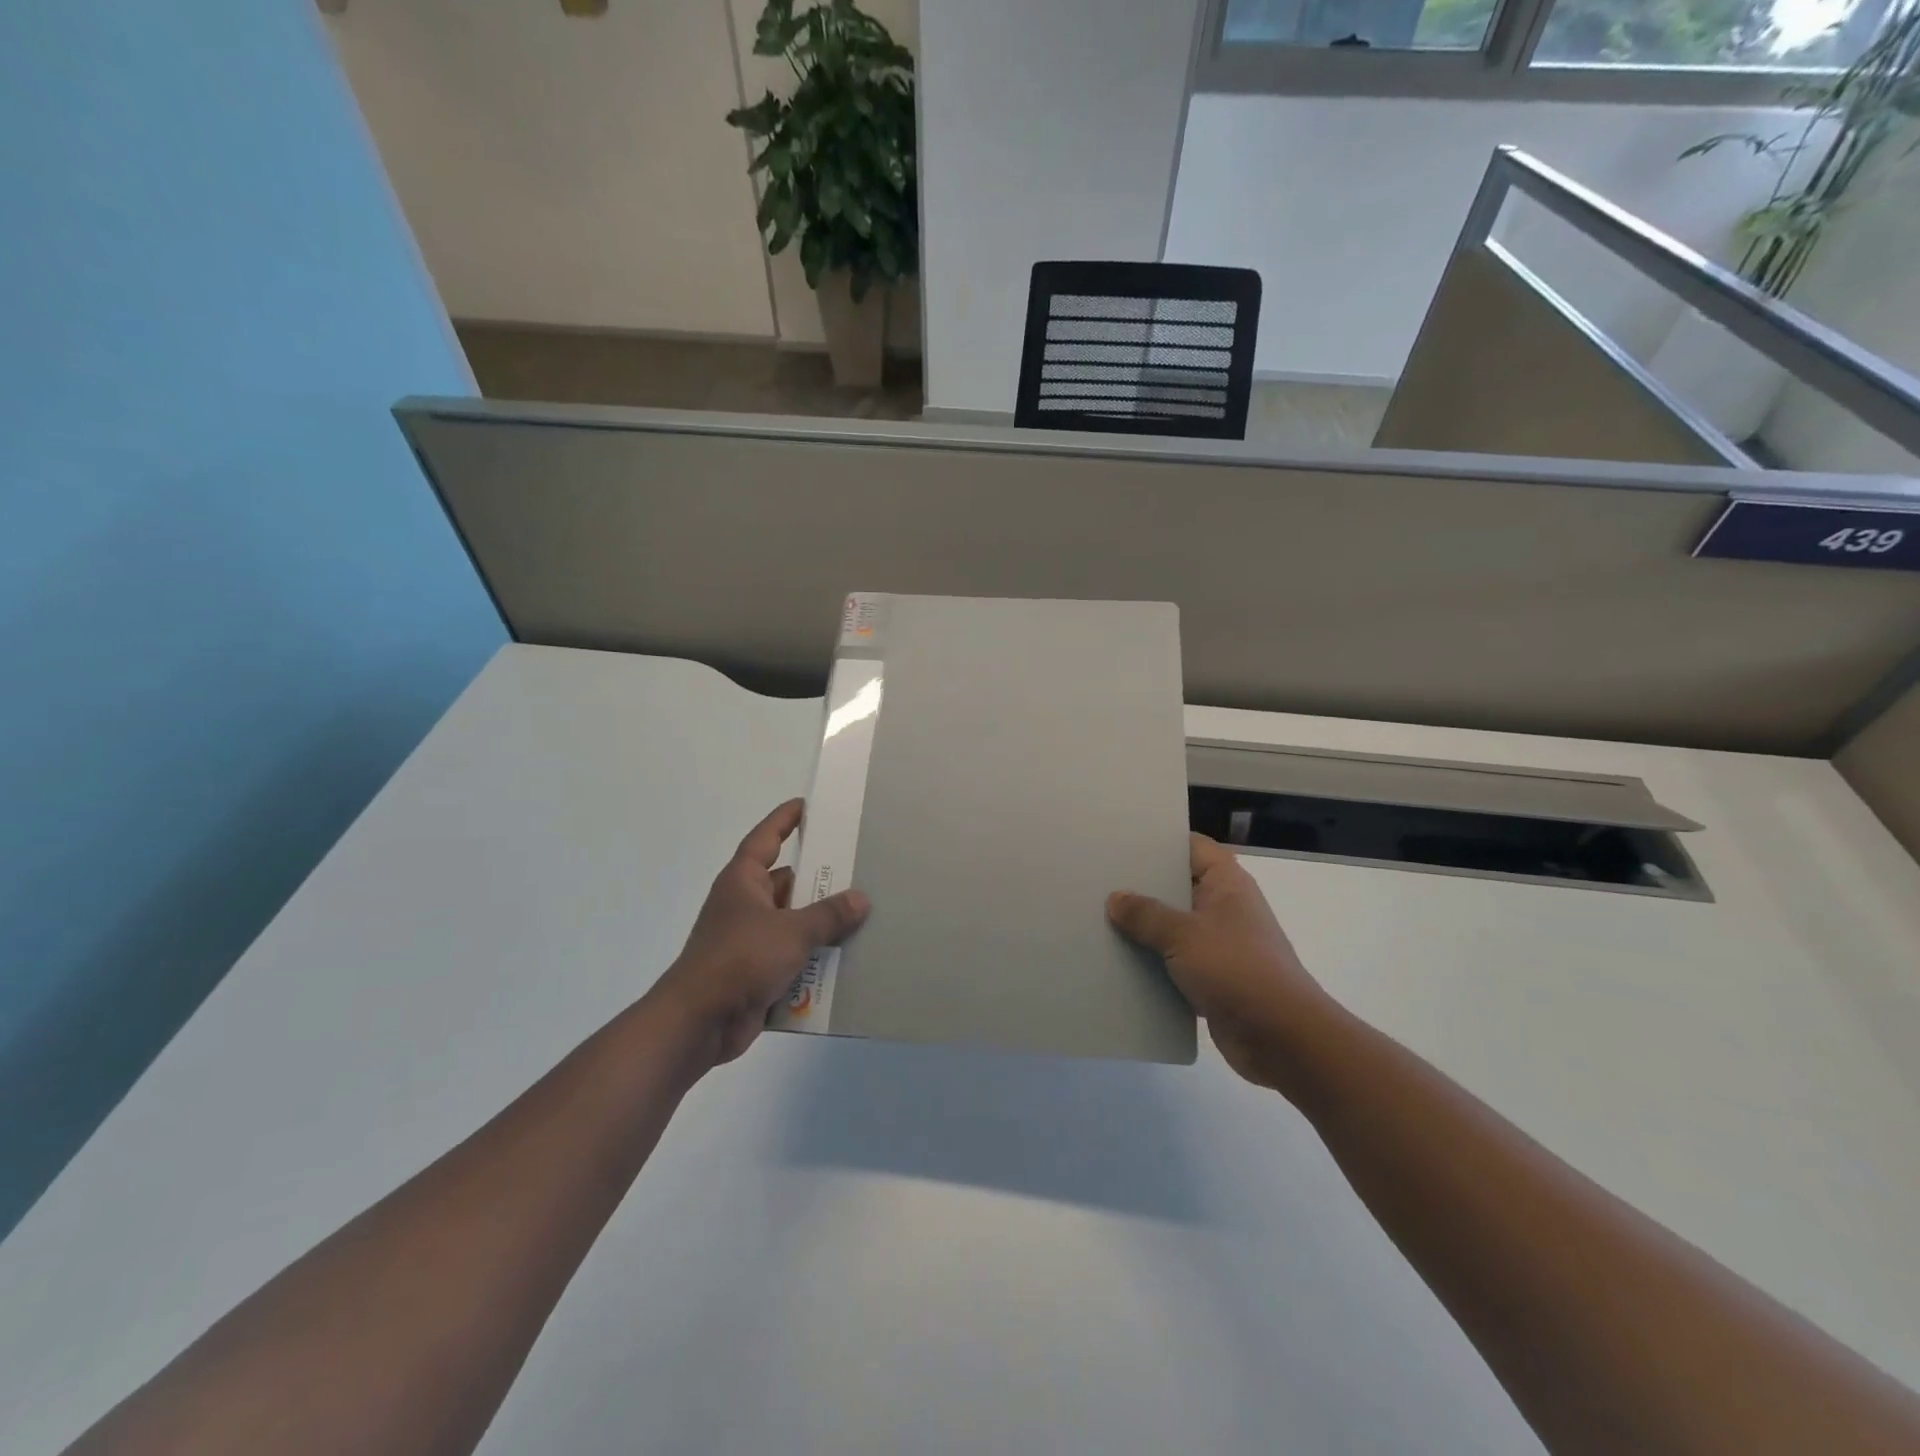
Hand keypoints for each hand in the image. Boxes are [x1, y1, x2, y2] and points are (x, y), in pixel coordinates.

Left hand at [651, 799, 869, 1066]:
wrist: (698, 1023)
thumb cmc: (739, 960)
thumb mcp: (792, 932)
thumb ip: (828, 915)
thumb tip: (860, 899)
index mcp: (743, 881)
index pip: (765, 838)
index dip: (785, 820)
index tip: (807, 805)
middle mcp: (745, 905)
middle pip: (787, 882)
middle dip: (820, 880)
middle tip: (858, 868)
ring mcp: (749, 940)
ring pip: (793, 922)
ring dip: (821, 925)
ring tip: (864, 916)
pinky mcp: (756, 972)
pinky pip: (792, 957)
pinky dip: (814, 958)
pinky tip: (847, 960)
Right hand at [1109, 833, 1328, 1089]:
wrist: (1281, 1038)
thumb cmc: (1237, 969)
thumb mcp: (1184, 935)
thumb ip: (1146, 914)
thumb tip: (1115, 898)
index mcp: (1227, 884)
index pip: (1194, 847)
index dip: (1162, 842)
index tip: (1124, 842)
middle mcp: (1226, 909)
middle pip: (1180, 887)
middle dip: (1144, 887)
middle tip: (1100, 881)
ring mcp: (1221, 946)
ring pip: (1175, 928)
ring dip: (1145, 930)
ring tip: (1100, 920)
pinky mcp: (1214, 981)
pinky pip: (1176, 964)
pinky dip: (1154, 965)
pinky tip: (1119, 964)